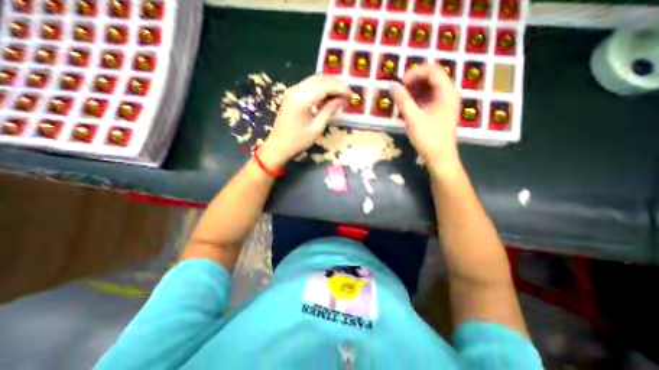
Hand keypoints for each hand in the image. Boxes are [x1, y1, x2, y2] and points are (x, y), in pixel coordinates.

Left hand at [259, 75, 348, 167]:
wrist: (278, 146)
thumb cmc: (297, 141)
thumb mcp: (317, 129)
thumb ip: (329, 111)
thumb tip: (343, 100)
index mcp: (301, 99)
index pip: (325, 86)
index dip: (341, 89)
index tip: (352, 96)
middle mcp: (295, 90)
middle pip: (320, 79)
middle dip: (337, 85)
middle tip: (348, 96)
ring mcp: (292, 91)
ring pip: (315, 80)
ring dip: (330, 86)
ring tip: (341, 97)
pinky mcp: (292, 94)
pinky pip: (310, 86)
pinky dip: (321, 89)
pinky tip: (329, 98)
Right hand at [394, 64, 458, 174]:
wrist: (440, 158)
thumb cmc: (428, 139)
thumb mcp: (413, 119)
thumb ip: (403, 100)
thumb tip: (392, 85)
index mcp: (447, 92)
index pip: (432, 70)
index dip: (415, 73)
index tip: (400, 83)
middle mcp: (449, 94)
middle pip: (432, 77)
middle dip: (414, 81)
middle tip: (400, 91)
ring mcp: (446, 102)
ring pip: (430, 87)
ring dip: (415, 90)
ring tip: (402, 99)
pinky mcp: (441, 111)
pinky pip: (430, 97)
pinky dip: (418, 98)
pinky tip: (409, 106)